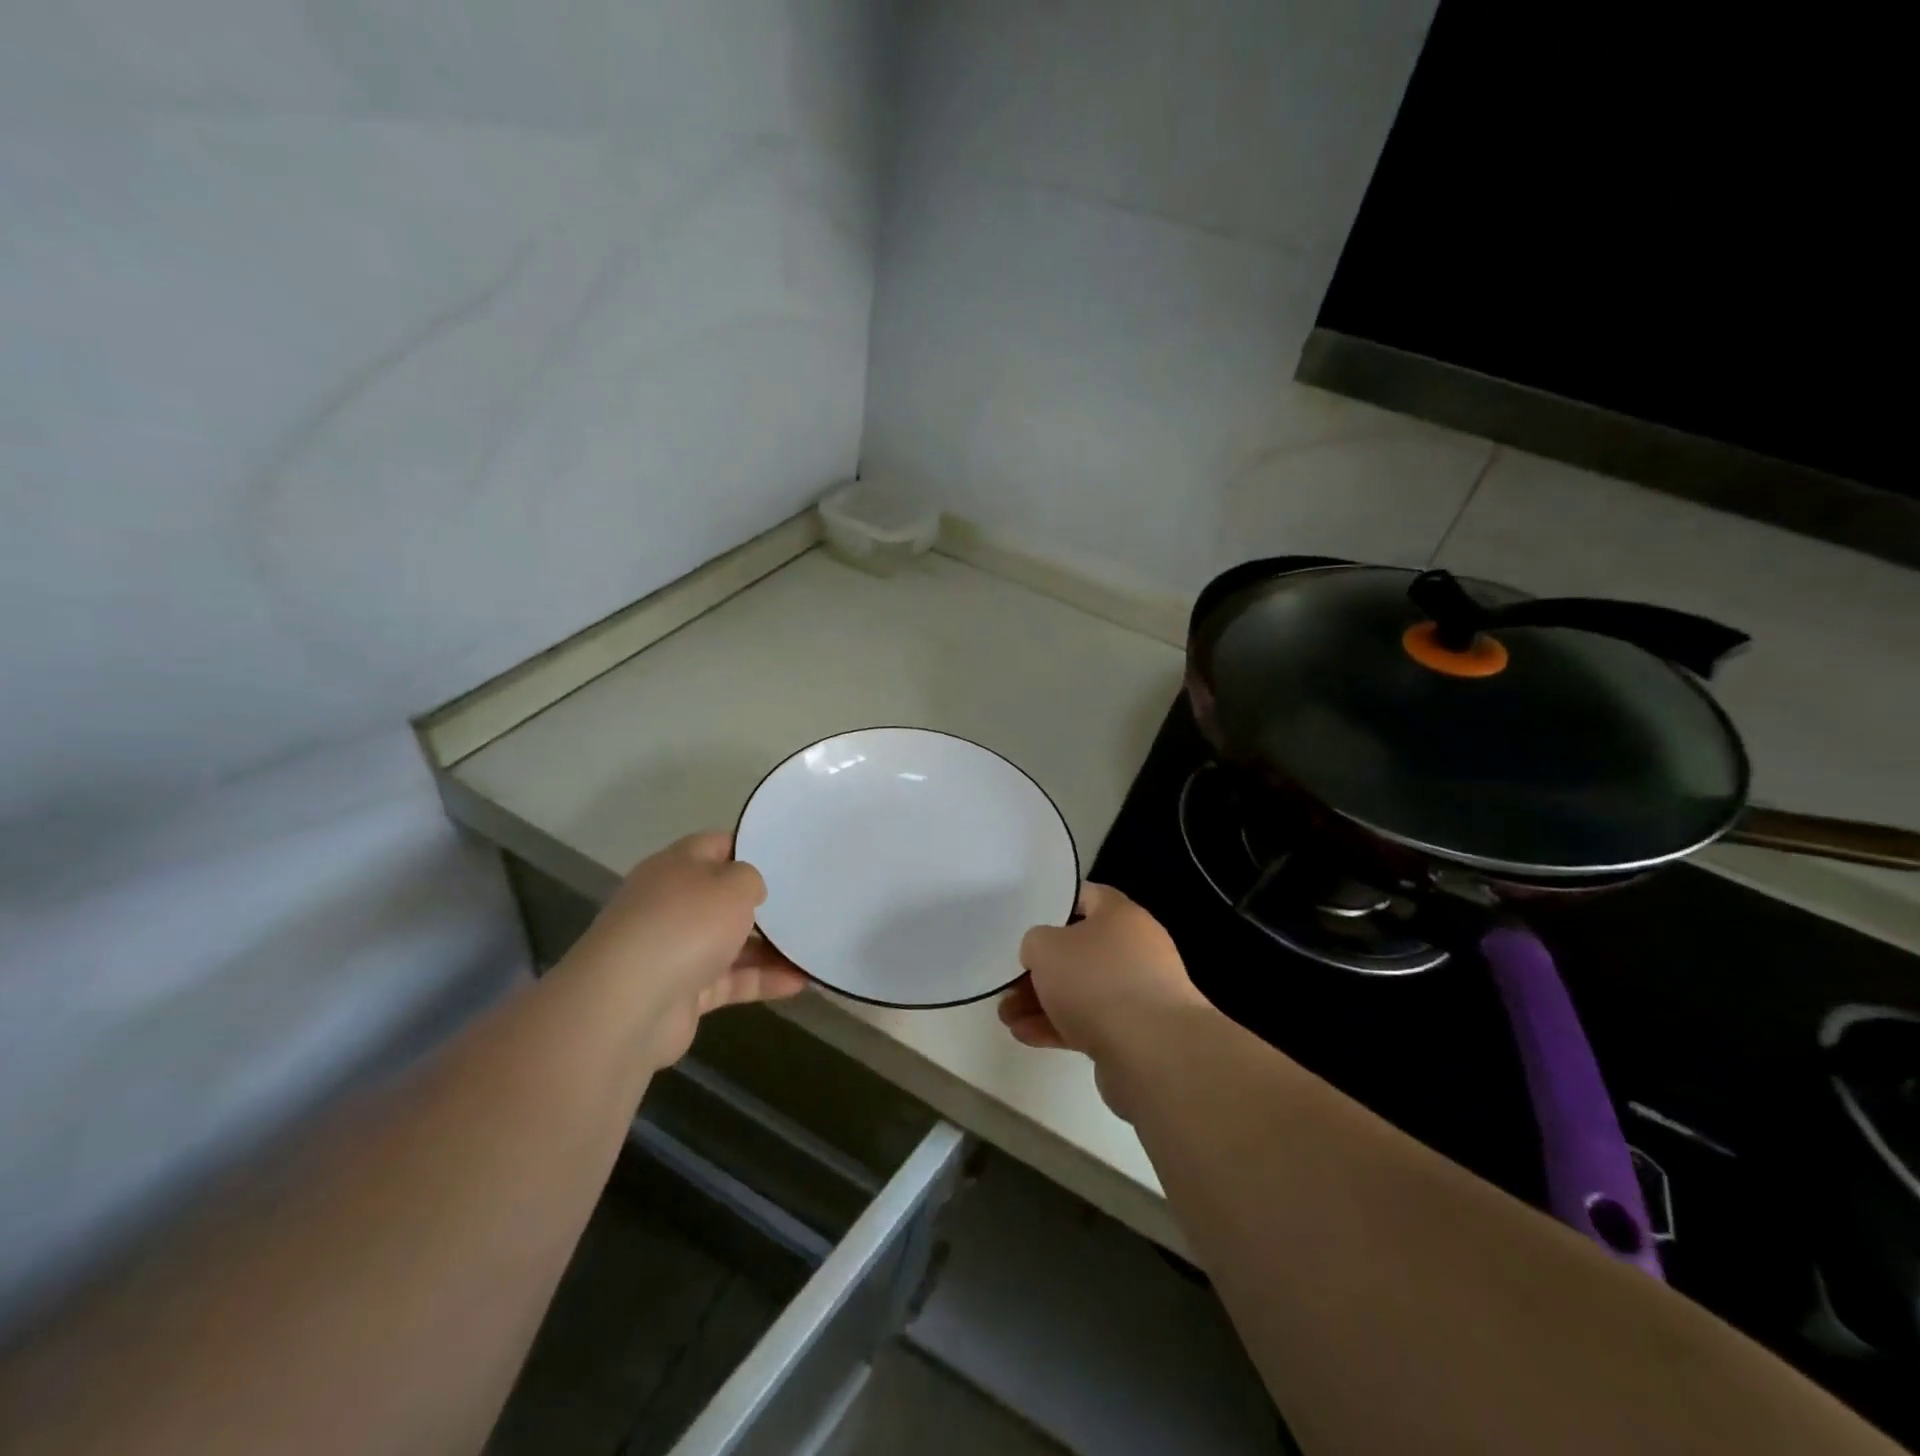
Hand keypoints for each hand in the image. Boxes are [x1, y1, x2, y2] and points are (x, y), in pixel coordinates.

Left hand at [566, 833, 805, 1070]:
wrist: (629, 1003)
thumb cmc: (685, 925)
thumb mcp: (733, 884)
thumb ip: (751, 879)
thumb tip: (749, 891)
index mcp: (677, 865)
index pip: (718, 845)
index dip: (752, 847)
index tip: (788, 856)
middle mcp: (672, 903)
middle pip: (723, 896)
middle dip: (763, 902)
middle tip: (806, 902)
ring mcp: (675, 949)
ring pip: (730, 942)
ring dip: (770, 947)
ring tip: (812, 947)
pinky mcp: (683, 991)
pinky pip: (731, 980)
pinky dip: (762, 980)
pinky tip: (800, 982)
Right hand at [998, 884, 1207, 1116]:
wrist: (1153, 1052)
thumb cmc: (1096, 980)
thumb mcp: (1045, 947)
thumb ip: (1035, 943)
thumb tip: (1043, 955)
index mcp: (1121, 916)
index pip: (1086, 897)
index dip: (1054, 906)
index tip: (1026, 921)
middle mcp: (1135, 949)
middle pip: (1079, 951)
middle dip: (1040, 969)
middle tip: (1009, 983)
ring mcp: (1138, 993)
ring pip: (1081, 990)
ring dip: (1042, 1002)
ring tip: (1007, 1017)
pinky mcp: (1135, 1033)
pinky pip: (1090, 1022)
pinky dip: (1058, 1027)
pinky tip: (1025, 1036)